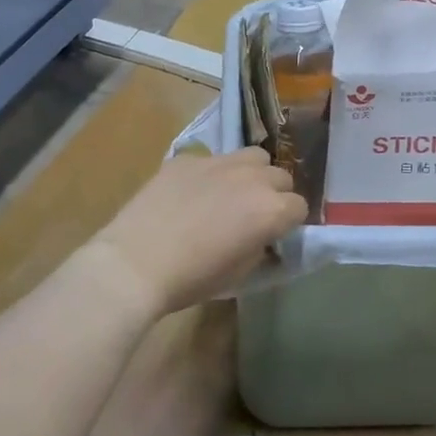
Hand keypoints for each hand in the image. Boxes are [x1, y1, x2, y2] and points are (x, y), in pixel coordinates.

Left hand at [86, 148, 307, 317]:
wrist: (135, 263)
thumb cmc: (192, 278)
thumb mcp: (240, 272)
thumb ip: (260, 246)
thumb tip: (261, 236)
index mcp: (271, 210)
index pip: (299, 207)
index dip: (289, 222)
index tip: (275, 234)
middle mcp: (252, 179)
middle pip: (281, 176)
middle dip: (275, 194)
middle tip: (255, 214)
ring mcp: (219, 162)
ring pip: (253, 156)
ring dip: (252, 173)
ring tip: (233, 192)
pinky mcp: (188, 158)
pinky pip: (212, 159)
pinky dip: (212, 173)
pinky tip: (192, 193)